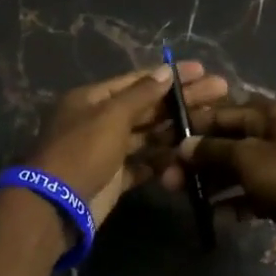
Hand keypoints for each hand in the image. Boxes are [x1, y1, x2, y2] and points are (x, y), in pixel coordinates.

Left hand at [28, 61, 229, 227]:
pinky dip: (163, 160)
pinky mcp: (114, 179)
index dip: (169, 75)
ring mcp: (106, 151)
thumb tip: (166, 71)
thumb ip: (141, 94)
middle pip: (146, 106)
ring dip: (176, 128)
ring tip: (212, 122)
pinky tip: (189, 154)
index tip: (202, 70)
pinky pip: (143, 164)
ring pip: (147, 135)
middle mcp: (99, 121)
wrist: (55, 205)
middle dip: (181, 100)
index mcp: (93, 99)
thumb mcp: (111, 116)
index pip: (137, 81)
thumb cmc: (82, 150)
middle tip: (220, 91)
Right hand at [179, 97, 275, 275]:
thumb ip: (213, 151)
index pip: (220, 113)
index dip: (191, 127)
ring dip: (213, 182)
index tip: (163, 145)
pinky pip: (254, 194)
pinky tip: (216, 217)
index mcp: (269, 115)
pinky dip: (235, 203)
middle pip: (228, 142)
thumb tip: (184, 146)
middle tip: (167, 181)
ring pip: (239, 169)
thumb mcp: (248, 158)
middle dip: (197, 159)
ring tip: (186, 199)